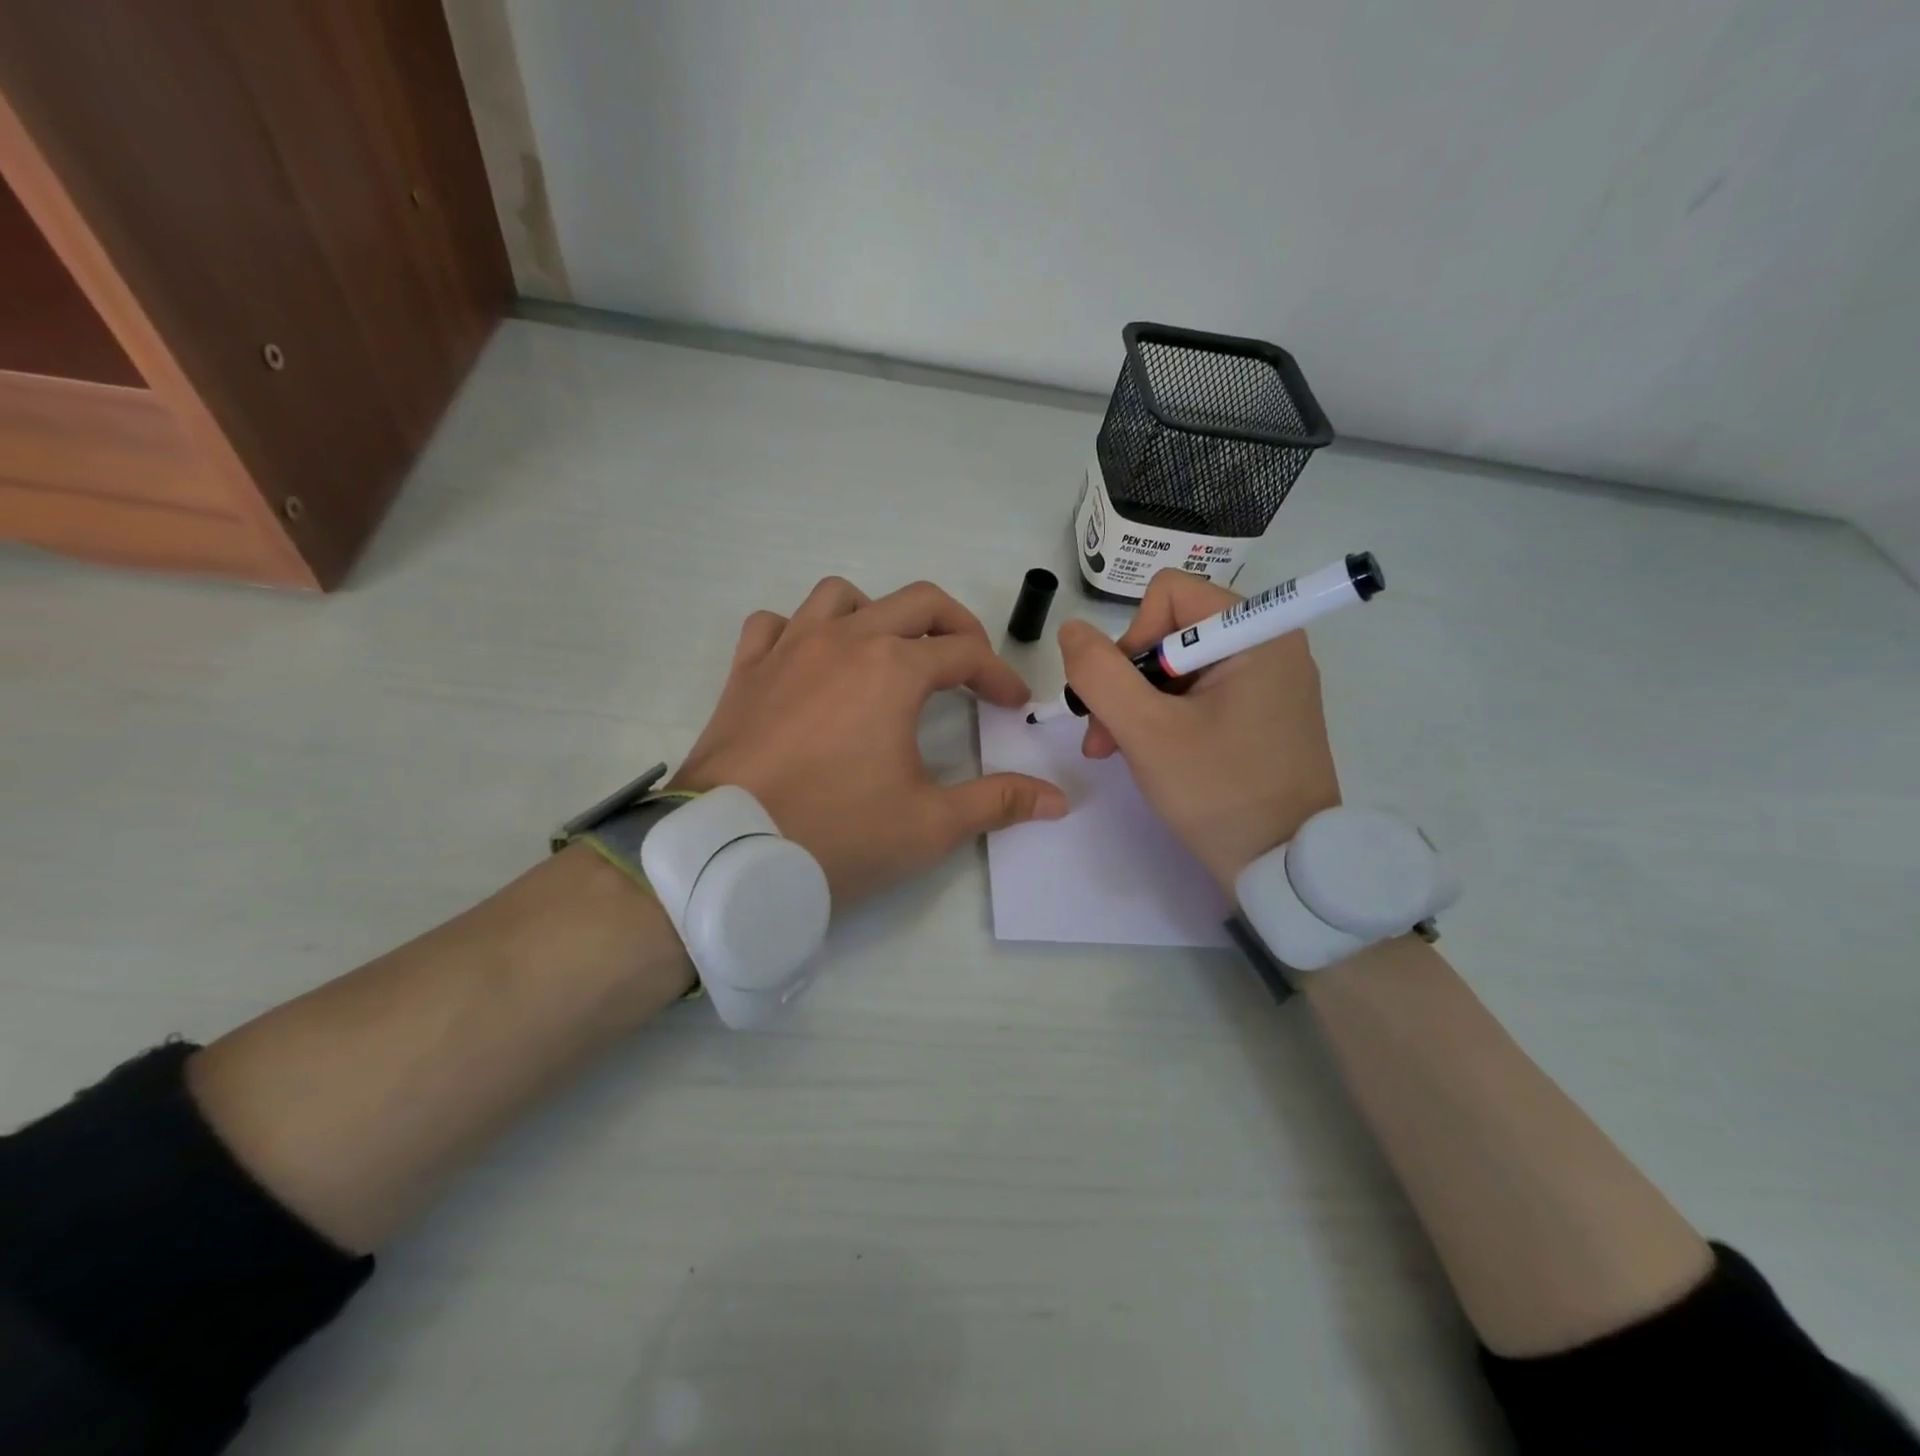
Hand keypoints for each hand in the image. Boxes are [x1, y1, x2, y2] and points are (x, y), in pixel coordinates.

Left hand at [673, 577, 1067, 906]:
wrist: (727, 851)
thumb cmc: (837, 833)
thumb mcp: (930, 824)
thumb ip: (998, 802)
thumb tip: (1058, 801)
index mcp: (894, 669)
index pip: (966, 654)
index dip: (998, 675)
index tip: (1012, 704)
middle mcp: (844, 640)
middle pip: (916, 602)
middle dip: (955, 625)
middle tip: (971, 664)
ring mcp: (789, 648)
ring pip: (841, 596)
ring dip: (876, 614)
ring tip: (889, 652)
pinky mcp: (746, 671)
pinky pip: (775, 624)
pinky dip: (800, 631)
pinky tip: (811, 663)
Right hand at [1058, 568, 1340, 891]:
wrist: (1283, 868)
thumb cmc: (1218, 791)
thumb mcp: (1145, 731)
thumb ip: (1099, 673)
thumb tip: (1073, 630)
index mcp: (1256, 633)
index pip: (1169, 595)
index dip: (1131, 638)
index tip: (1122, 696)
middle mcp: (1269, 644)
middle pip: (1170, 631)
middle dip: (1126, 681)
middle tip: (1102, 735)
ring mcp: (1268, 681)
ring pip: (1177, 667)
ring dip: (1136, 704)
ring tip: (1113, 750)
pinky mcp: (1262, 713)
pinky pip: (1198, 694)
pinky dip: (1164, 718)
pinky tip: (1146, 754)